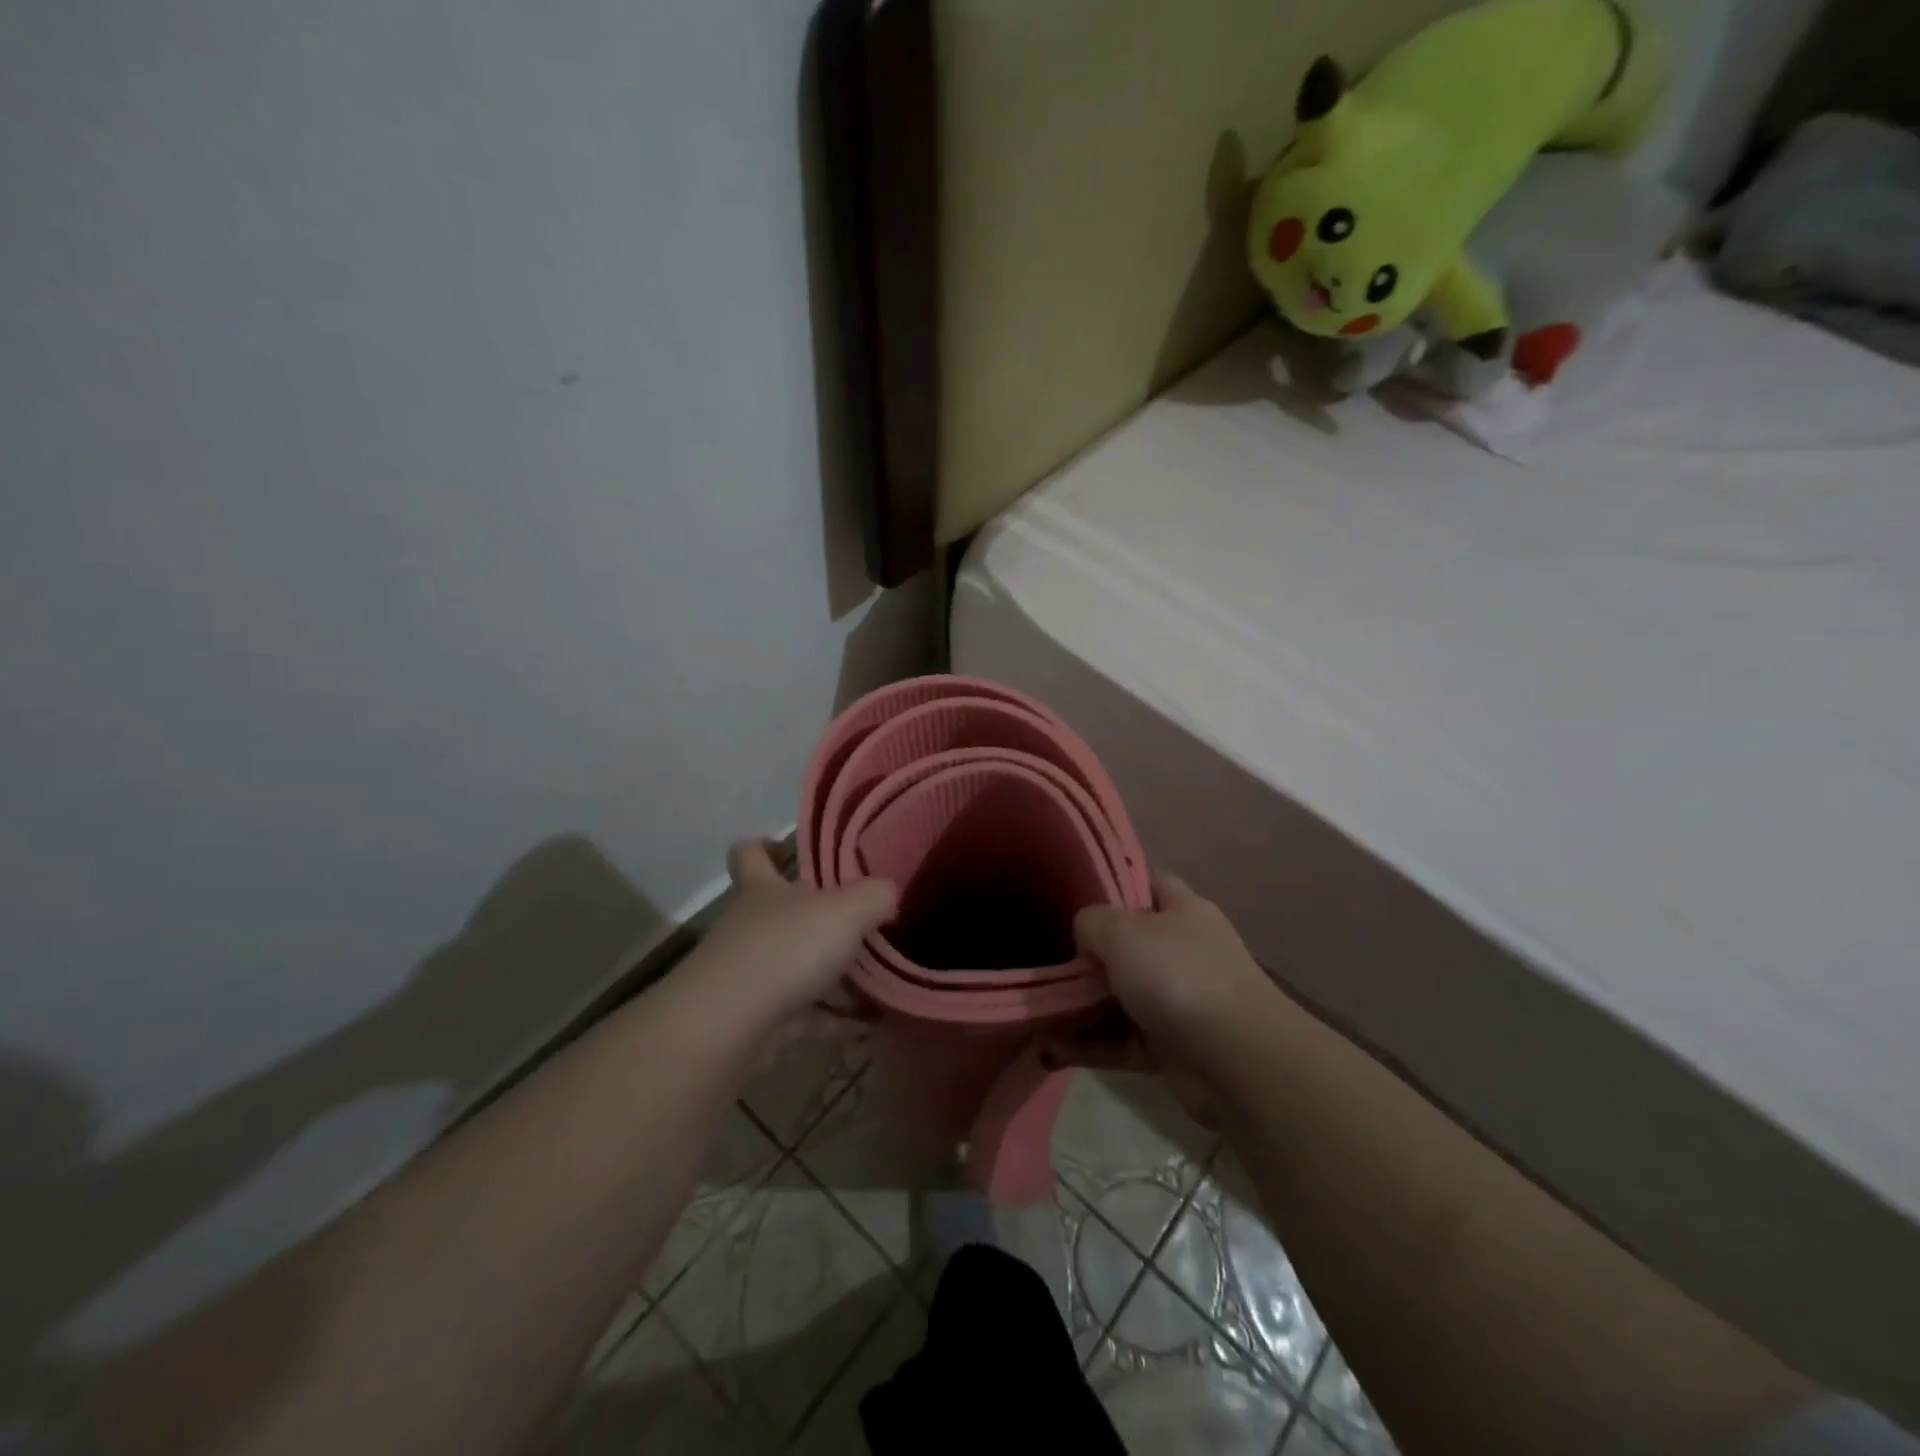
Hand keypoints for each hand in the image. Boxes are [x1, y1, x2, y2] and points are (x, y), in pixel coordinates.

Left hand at [682, 840, 895, 1052]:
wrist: (730, 1027)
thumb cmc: (785, 948)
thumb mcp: (846, 910)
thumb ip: (876, 895)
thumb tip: (888, 894)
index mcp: (763, 888)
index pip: (751, 854)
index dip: (767, 847)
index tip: (790, 851)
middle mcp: (752, 926)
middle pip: (782, 912)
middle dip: (819, 917)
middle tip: (864, 920)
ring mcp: (752, 974)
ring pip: (797, 965)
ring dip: (834, 973)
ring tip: (880, 977)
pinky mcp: (761, 1019)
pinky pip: (807, 1013)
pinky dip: (836, 1018)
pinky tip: (871, 1022)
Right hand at [1046, 874, 1273, 1124]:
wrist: (1235, 1059)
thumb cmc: (1177, 974)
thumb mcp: (1121, 930)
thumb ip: (1092, 921)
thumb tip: (1087, 937)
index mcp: (1182, 910)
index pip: (1146, 882)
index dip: (1112, 883)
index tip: (1071, 893)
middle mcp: (1183, 951)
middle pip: (1127, 944)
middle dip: (1087, 954)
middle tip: (1044, 958)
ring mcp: (1178, 1001)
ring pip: (1120, 996)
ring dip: (1080, 1005)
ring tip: (1036, 1010)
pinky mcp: (1170, 1047)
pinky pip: (1120, 1040)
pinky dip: (1089, 1045)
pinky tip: (1049, 1048)